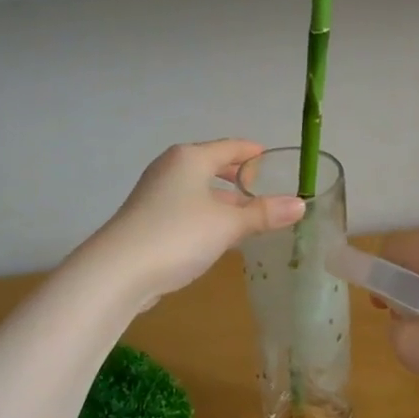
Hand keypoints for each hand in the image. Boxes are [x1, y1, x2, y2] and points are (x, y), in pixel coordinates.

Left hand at [84, 140, 305, 303]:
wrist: (119, 270)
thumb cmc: (178, 235)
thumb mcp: (228, 224)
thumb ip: (264, 214)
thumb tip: (300, 204)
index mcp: (190, 159)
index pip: (229, 147)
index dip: (251, 152)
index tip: (270, 156)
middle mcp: (170, 169)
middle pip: (210, 166)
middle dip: (237, 178)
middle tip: (262, 189)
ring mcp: (155, 194)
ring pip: (198, 191)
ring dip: (222, 202)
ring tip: (248, 217)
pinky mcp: (147, 220)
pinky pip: (186, 210)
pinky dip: (206, 216)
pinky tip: (218, 236)